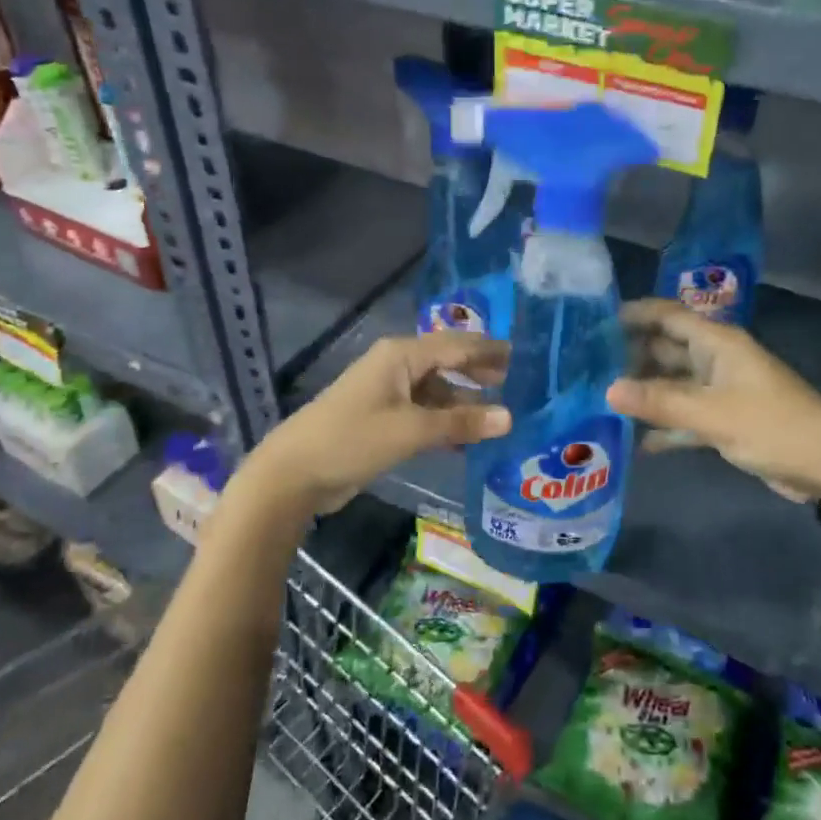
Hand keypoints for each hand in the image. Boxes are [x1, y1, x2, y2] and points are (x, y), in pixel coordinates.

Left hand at [243, 332, 510, 514]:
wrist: (293, 473)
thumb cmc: (352, 440)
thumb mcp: (411, 430)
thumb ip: (460, 422)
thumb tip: (509, 417)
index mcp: (401, 355)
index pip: (457, 345)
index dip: (491, 351)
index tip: (527, 357)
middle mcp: (397, 366)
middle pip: (448, 363)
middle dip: (481, 372)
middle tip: (521, 383)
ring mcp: (388, 392)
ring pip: (437, 390)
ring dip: (465, 401)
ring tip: (503, 413)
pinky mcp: (383, 417)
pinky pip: (424, 412)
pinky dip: (447, 420)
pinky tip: (470, 437)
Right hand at [609, 298, 820, 503]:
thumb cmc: (772, 425)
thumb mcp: (713, 413)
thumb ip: (660, 401)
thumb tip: (608, 389)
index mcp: (717, 343)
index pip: (668, 316)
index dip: (635, 314)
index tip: (594, 322)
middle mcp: (715, 360)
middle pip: (665, 349)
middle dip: (630, 356)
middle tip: (586, 367)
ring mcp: (719, 391)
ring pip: (672, 384)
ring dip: (643, 392)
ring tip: (600, 400)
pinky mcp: (723, 420)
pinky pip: (684, 415)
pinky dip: (663, 425)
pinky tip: (633, 441)